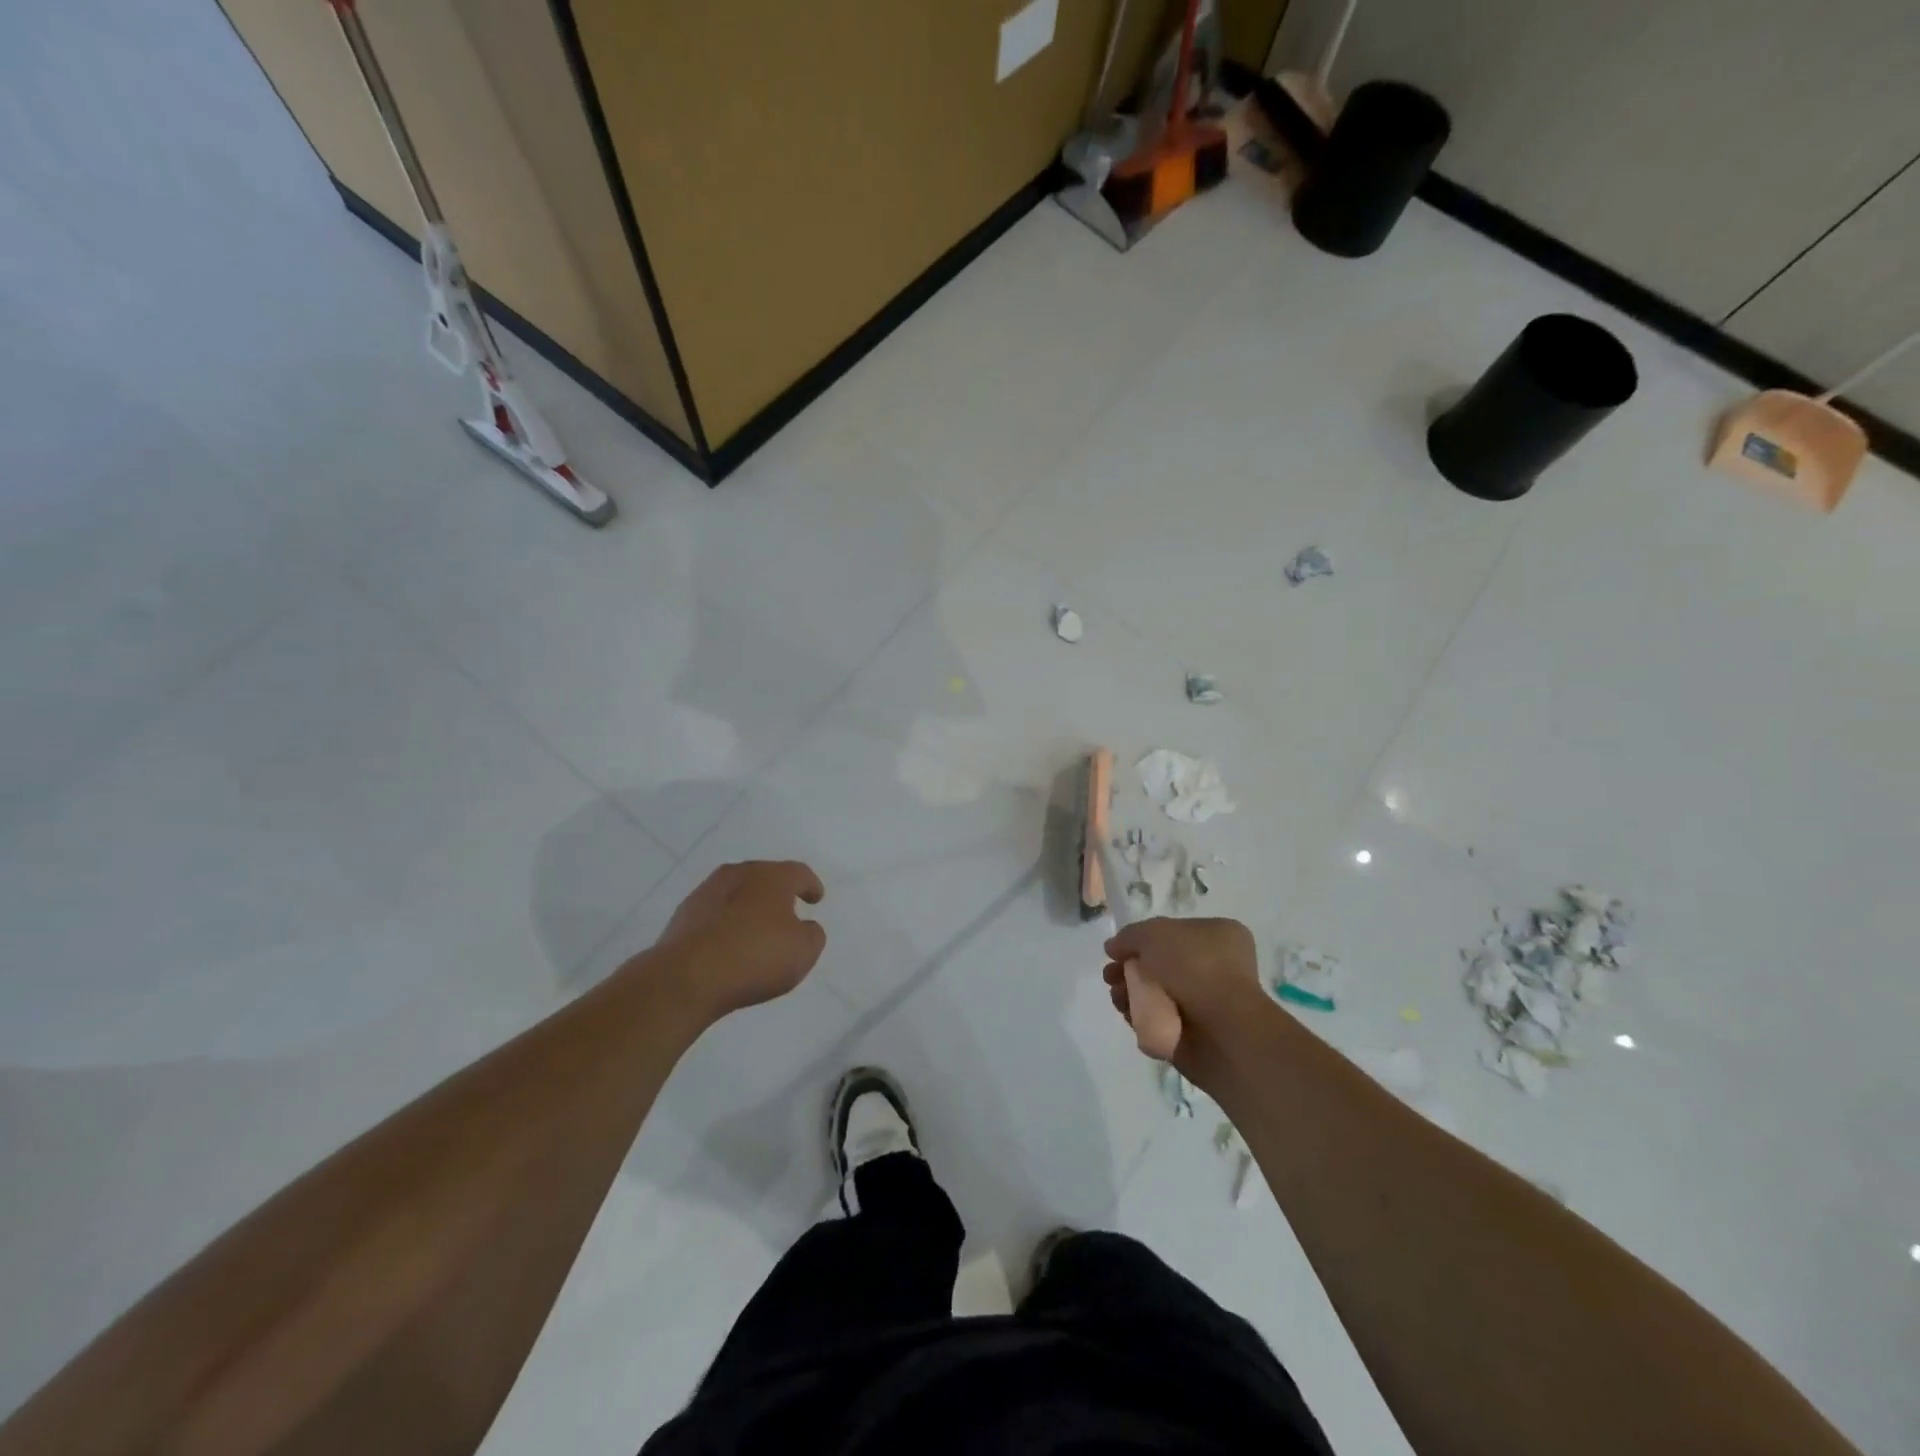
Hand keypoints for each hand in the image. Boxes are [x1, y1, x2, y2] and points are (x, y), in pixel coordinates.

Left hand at [646, 861, 826, 1021]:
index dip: (811, 885)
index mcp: (772, 877)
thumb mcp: (803, 952)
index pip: (798, 873)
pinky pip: (714, 913)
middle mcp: (739, 874)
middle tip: (787, 910)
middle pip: (764, 877)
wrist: (686, 977)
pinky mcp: (683, 914)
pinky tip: (728, 943)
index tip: (816, 898)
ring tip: (755, 929)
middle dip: (777, 892)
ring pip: (736, 893)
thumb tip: (804, 927)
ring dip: (748, 906)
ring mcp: (707, 892)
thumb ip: (812, 934)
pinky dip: (725, 922)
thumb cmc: (755, 957)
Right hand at [1103, 917, 1267, 1080]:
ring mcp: (1207, 1001)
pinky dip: (1141, 1016)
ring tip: (1117, 997)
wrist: (1221, 1030)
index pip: (1173, 931)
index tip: (1118, 950)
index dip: (1142, 939)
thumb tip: (1114, 948)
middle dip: (1130, 968)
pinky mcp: (1196, 1032)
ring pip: (1157, 991)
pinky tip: (1128, 1015)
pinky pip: (1160, 1018)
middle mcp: (1216, 966)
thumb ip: (1129, 936)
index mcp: (1218, 936)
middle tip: (1110, 976)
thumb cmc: (1194, 968)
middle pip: (1161, 963)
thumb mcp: (1154, 934)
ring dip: (1131, 992)